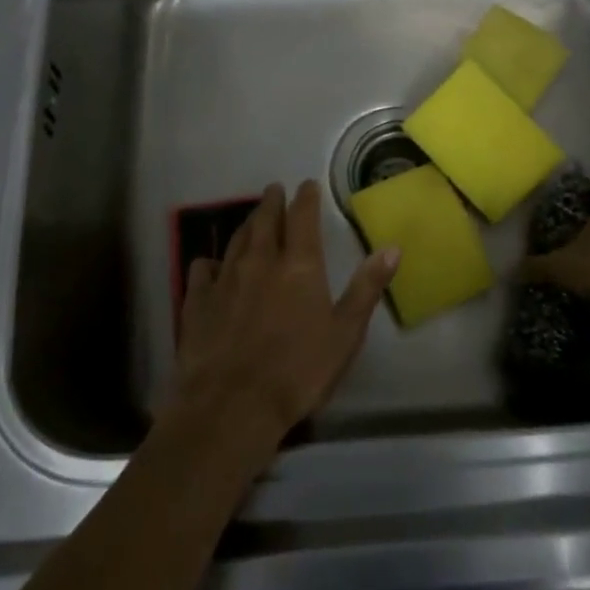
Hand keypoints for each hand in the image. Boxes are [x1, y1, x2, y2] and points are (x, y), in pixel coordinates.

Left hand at [167, 181, 399, 469]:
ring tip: (253, 217)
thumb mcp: (345, 334)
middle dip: (272, 202)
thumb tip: (392, 248)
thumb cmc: (298, 371)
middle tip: (275, 190)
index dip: (306, 198)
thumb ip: (366, 289)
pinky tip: (211, 264)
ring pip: (237, 240)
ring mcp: (225, 279)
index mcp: (299, 266)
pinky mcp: (197, 301)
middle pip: (266, 221)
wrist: (232, 404)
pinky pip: (203, 269)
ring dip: (247, 224)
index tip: (307, 185)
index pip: (303, 217)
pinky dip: (210, 261)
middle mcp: (260, 261)